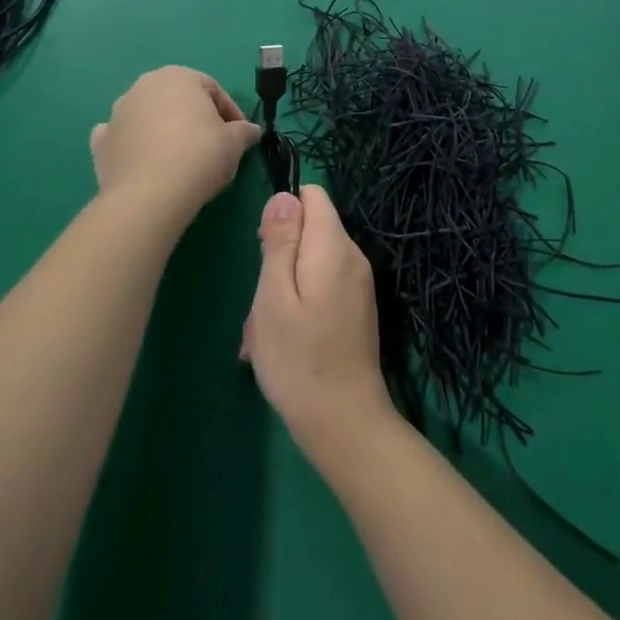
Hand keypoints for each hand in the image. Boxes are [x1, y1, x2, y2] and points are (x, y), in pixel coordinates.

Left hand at [90, 67, 260, 220]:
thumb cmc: (199, 156)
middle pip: (179, 100)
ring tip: (181, 159)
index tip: (240, 136)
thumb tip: (252, 131)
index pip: (213, 89)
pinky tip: (146, 162)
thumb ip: (244, 131)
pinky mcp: (101, 142)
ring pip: (149, 116)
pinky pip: (124, 138)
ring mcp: (118, 112)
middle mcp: (144, 86)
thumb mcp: (234, 142)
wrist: (149, 195)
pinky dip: (134, 145)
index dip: (231, 113)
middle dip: (196, 119)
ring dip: (165, 130)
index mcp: (178, 77)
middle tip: (213, 146)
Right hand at [242, 185, 400, 473]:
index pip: (313, 196)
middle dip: (277, 257)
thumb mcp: (274, 296)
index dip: (282, 213)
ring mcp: (358, 285)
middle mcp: (353, 258)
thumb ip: (279, 241)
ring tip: (266, 333)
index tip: (264, 250)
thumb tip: (284, 196)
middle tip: (261, 305)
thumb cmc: (299, 360)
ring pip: (309, 263)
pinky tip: (282, 343)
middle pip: (309, 230)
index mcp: (334, 247)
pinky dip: (297, 306)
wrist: (345, 424)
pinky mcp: (356, 309)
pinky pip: (320, 288)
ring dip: (281, 289)